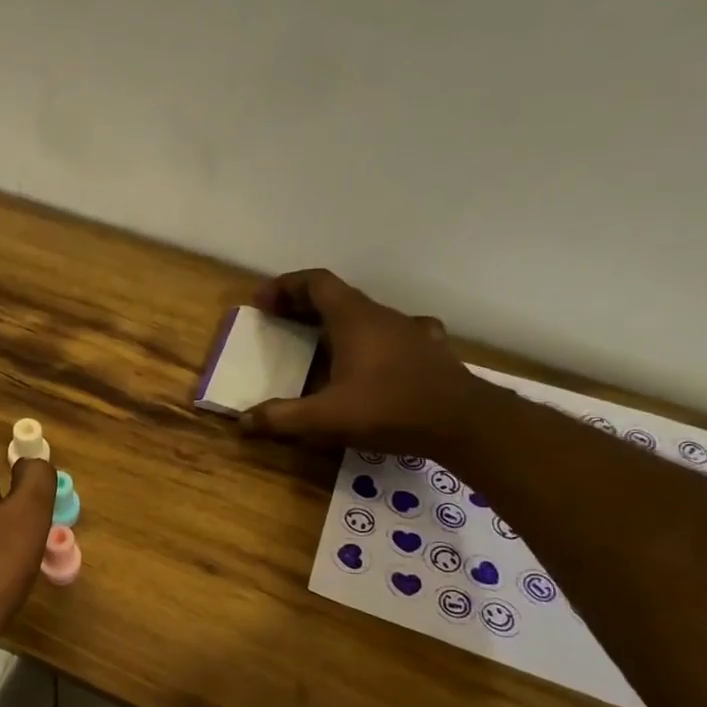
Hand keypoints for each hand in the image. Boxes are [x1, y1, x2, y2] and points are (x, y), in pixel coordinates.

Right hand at [239, 270, 479, 454]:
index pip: (316, 282)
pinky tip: (373, 360)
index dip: (286, 286)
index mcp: (354, 319)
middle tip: (280, 321)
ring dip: (338, 322)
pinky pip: (393, 334)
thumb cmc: (389, 409)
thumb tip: (242, 423)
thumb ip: (281, 418)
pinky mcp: (430, 351)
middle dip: (304, 305)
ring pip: (366, 314)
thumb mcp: (325, 418)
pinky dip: (372, 340)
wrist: (464, 423)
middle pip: (338, 296)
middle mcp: (382, 316)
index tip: (263, 302)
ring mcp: (411, 331)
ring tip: (321, 343)